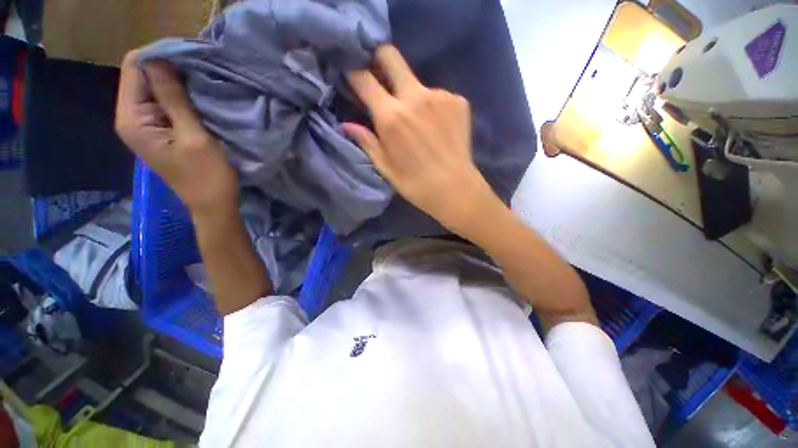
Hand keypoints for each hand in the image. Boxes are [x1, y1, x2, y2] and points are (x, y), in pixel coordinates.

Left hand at [115, 51, 236, 216]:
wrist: (213, 204)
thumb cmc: (207, 176)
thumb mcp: (194, 136)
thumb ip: (174, 99)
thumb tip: (163, 60)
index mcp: (132, 119)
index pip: (135, 67)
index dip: (161, 57)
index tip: (191, 58)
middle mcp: (131, 117)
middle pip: (142, 75)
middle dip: (170, 69)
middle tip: (202, 72)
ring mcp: (145, 124)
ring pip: (155, 88)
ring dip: (177, 83)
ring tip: (204, 85)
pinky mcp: (159, 130)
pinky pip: (164, 102)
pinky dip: (180, 96)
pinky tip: (199, 100)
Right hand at [344, 45, 499, 236]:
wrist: (455, 189)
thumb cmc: (416, 185)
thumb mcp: (386, 167)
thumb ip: (366, 142)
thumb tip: (347, 125)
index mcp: (391, 117)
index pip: (363, 77)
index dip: (354, 74)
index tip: (355, 79)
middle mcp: (415, 97)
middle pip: (390, 55)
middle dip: (379, 60)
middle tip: (380, 79)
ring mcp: (440, 95)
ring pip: (416, 81)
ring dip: (411, 95)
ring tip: (419, 122)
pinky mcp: (459, 100)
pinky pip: (438, 95)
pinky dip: (432, 106)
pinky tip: (437, 127)